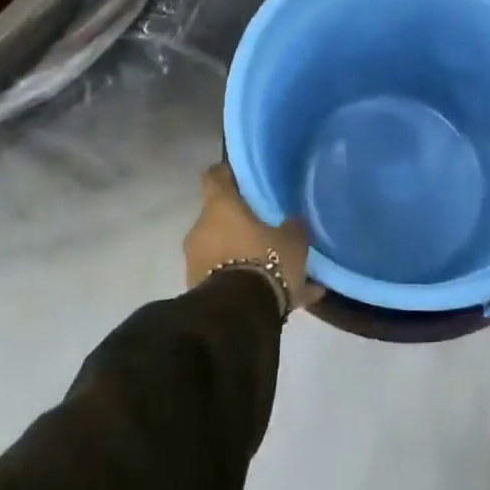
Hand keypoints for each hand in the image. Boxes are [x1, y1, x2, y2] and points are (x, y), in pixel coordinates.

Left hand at [186, 163, 322, 310]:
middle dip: (241, 224)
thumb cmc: (264, 260)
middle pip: (220, 218)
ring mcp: (196, 262)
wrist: (238, 316)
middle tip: (267, 228)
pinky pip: (229, 281)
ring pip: (225, 252)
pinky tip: (287, 300)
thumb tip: (292, 221)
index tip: (241, 176)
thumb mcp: (292, 240)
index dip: (228, 173)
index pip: (214, 176)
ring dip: (246, 257)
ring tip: (281, 271)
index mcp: (219, 207)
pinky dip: (250, 286)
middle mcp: (201, 230)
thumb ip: (292, 226)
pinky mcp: (199, 292)